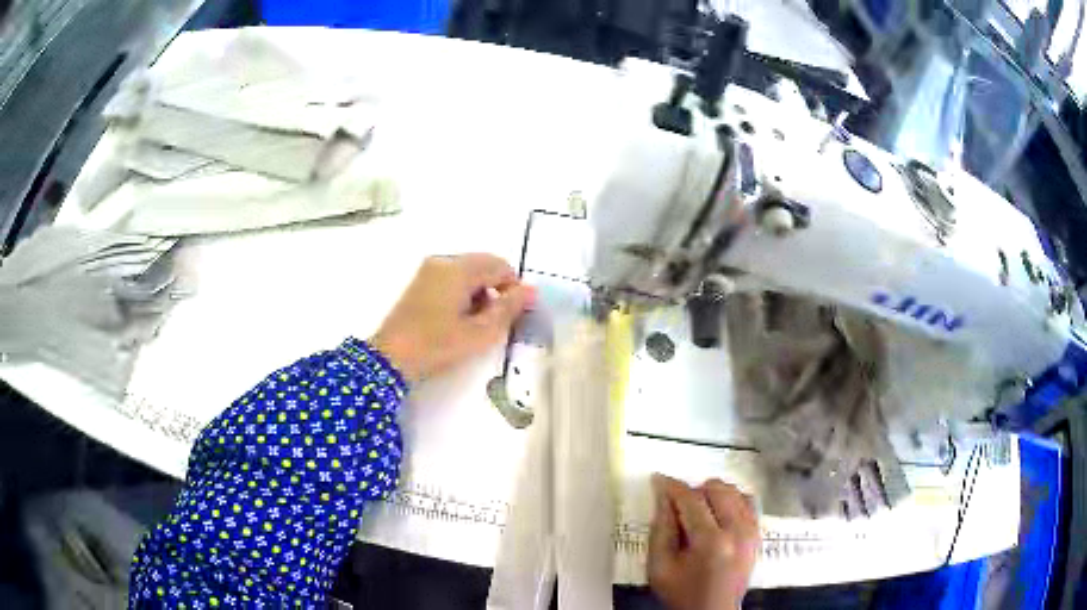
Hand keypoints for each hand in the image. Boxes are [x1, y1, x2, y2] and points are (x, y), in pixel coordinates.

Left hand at [370, 254, 534, 383]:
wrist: (390, 358)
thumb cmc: (437, 345)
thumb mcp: (479, 332)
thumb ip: (509, 308)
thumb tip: (532, 290)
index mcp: (458, 269)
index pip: (500, 266)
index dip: (513, 288)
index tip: (514, 315)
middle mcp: (443, 261)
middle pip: (483, 266)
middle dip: (496, 291)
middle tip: (495, 323)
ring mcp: (428, 271)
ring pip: (468, 273)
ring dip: (480, 293)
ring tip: (476, 325)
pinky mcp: (419, 283)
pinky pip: (452, 279)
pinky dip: (463, 294)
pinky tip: (458, 320)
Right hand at [648, 474, 759, 609]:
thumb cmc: (682, 593)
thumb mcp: (659, 567)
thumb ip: (660, 529)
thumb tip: (663, 497)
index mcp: (710, 542)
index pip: (691, 500)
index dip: (672, 486)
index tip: (659, 479)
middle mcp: (737, 531)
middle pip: (716, 489)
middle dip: (693, 490)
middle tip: (677, 504)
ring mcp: (751, 532)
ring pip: (734, 491)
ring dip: (713, 494)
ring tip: (697, 510)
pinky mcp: (757, 534)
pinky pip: (748, 502)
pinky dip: (732, 500)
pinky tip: (718, 513)